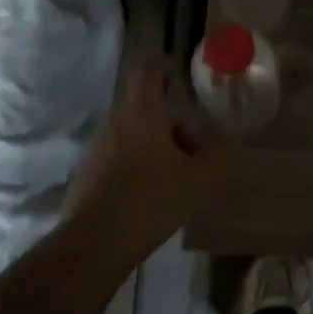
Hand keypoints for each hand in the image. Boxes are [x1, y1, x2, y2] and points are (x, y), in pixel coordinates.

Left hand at [67, 62, 232, 250]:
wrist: (95, 245)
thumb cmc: (152, 200)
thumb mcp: (200, 178)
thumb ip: (218, 153)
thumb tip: (225, 135)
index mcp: (141, 112)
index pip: (149, 70)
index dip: (166, 68)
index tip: (183, 80)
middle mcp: (115, 122)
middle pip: (145, 107)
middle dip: (172, 122)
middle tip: (196, 147)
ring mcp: (96, 148)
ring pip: (132, 134)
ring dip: (155, 146)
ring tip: (178, 176)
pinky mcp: (87, 175)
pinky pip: (118, 158)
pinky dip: (137, 166)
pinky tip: (152, 196)